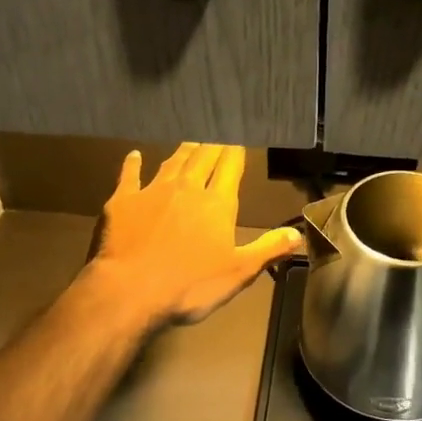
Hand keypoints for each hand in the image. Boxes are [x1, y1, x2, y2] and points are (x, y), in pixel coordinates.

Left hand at [86, 144, 302, 328]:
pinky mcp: (123, 201)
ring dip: (183, 150)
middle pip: (203, 157)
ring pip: (172, 162)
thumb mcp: (238, 272)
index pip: (230, 167)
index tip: (239, 137)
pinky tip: (133, 155)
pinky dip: (133, 164)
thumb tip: (298, 233)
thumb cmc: (190, 286)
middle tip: (217, 130)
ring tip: (191, 139)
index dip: (235, 150)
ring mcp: (153, 191)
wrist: (130, 290)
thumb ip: (268, 249)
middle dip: (212, 143)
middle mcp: (187, 188)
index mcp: (216, 204)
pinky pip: (130, 176)